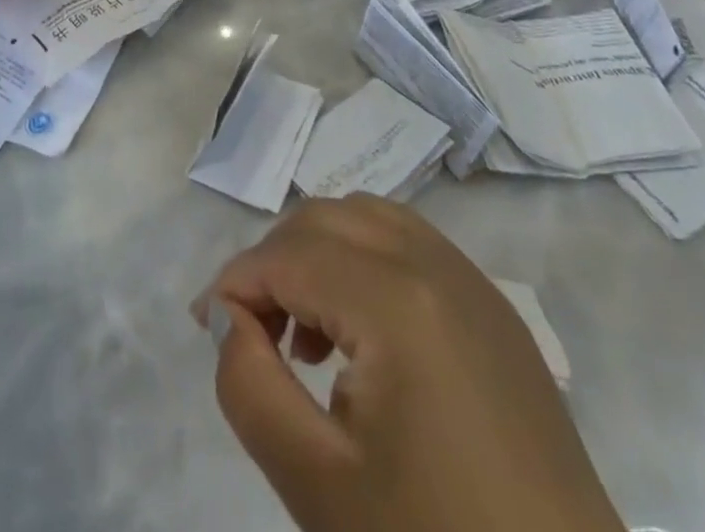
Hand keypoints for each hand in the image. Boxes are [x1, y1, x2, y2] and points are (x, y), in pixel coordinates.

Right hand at [192, 196, 622, 531]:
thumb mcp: (318, 486)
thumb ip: (249, 386)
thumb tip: (228, 320)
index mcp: (398, 300)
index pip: (288, 255)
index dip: (235, 283)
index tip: (208, 329)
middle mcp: (437, 266)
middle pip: (325, 219)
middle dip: (274, 260)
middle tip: (252, 332)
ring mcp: (475, 284)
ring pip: (368, 219)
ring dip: (320, 252)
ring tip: (304, 332)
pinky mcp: (496, 313)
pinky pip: (411, 246)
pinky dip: (366, 262)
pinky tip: (363, 338)